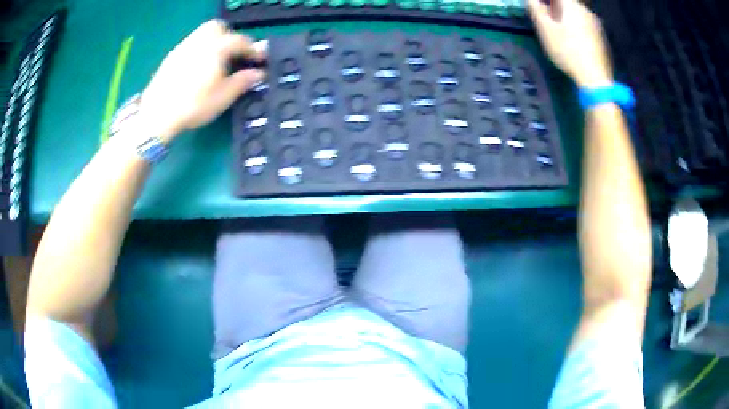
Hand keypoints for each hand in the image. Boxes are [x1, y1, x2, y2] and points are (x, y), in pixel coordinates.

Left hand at [138, 20, 266, 141]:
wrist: (157, 116)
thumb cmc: (193, 106)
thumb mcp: (223, 97)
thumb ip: (243, 81)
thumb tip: (259, 73)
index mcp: (216, 48)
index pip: (240, 41)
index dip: (253, 49)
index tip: (259, 59)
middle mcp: (199, 42)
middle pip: (218, 27)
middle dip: (229, 36)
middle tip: (234, 54)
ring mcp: (183, 48)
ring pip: (201, 34)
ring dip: (213, 42)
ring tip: (216, 61)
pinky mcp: (171, 58)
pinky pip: (190, 45)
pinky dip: (199, 50)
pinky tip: (198, 68)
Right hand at [527, 0, 612, 87]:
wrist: (596, 79)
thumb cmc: (568, 51)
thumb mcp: (546, 30)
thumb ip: (536, 10)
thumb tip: (532, 0)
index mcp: (571, 5)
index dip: (548, 1)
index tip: (541, 7)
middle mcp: (585, 10)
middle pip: (569, 3)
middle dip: (557, 6)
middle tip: (548, 17)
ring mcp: (596, 24)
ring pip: (578, 13)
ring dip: (568, 17)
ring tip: (561, 29)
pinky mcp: (602, 38)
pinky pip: (586, 25)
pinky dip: (578, 27)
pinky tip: (575, 40)